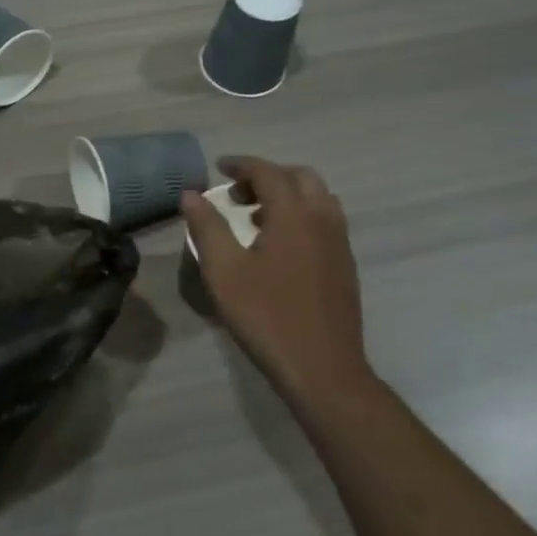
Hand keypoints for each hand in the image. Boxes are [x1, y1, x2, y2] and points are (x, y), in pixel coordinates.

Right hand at [181, 157, 371, 402]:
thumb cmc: (267, 317)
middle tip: (236, 194)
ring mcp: (339, 243)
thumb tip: (191, 194)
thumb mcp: (224, 271)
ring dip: (287, 195)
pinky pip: (325, 221)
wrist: (323, 370)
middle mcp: (322, 220)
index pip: (268, 172)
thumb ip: (207, 227)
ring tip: (254, 217)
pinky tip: (277, 246)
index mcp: (294, 216)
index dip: (241, 165)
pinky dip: (301, 215)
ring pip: (317, 198)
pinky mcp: (345, 265)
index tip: (218, 168)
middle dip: (267, 176)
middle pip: (299, 178)